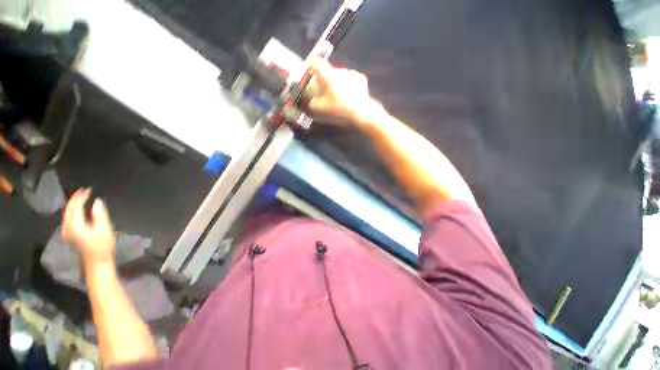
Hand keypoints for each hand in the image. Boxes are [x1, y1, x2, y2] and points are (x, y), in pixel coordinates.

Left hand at [61, 189, 115, 269]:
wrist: (96, 261)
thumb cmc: (102, 245)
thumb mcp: (104, 228)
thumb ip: (99, 214)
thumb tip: (97, 201)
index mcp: (75, 224)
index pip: (76, 206)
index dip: (81, 197)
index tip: (89, 189)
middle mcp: (67, 226)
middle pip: (69, 209)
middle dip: (75, 199)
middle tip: (85, 191)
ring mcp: (67, 231)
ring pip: (67, 213)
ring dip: (73, 204)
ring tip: (81, 197)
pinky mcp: (69, 234)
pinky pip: (68, 218)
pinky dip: (72, 210)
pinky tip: (78, 209)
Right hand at [309, 60, 381, 125]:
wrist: (361, 110)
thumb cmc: (340, 108)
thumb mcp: (323, 108)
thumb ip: (314, 103)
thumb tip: (311, 101)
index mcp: (329, 76)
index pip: (317, 63)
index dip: (312, 65)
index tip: (311, 70)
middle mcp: (339, 71)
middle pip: (330, 70)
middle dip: (327, 78)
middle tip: (327, 90)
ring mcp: (351, 73)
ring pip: (341, 74)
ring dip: (339, 81)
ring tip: (340, 94)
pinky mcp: (360, 77)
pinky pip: (351, 78)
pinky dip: (349, 84)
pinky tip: (350, 93)